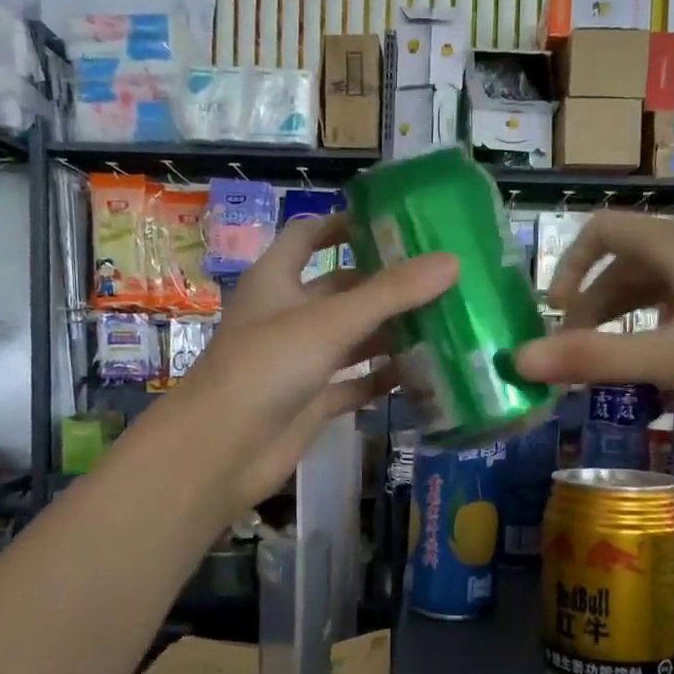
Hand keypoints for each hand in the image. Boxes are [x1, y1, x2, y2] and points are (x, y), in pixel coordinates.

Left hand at [169, 213, 456, 514]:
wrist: (222, 450)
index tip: (391, 223)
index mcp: (276, 280)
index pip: (308, 237)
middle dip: (384, 285)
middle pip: (341, 290)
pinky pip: (354, 383)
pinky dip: (382, 379)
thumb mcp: (331, 322)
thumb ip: (391, 293)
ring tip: (444, 323)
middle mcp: (287, 316)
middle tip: (438, 278)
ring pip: (352, 339)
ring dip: (390, 333)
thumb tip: (452, 261)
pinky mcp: (311, 401)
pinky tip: (422, 375)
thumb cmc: (267, 367)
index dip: (343, 225)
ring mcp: (300, 361)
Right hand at [511, 212, 673, 411]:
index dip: (568, 266)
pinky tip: (666, 353)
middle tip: (579, 349)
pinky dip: (659, 317)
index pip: (601, 230)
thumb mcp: (670, 358)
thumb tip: (520, 361)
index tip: (555, 311)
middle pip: (626, 259)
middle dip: (593, 302)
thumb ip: (593, 358)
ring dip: (626, 312)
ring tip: (615, 356)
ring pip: (657, 278)